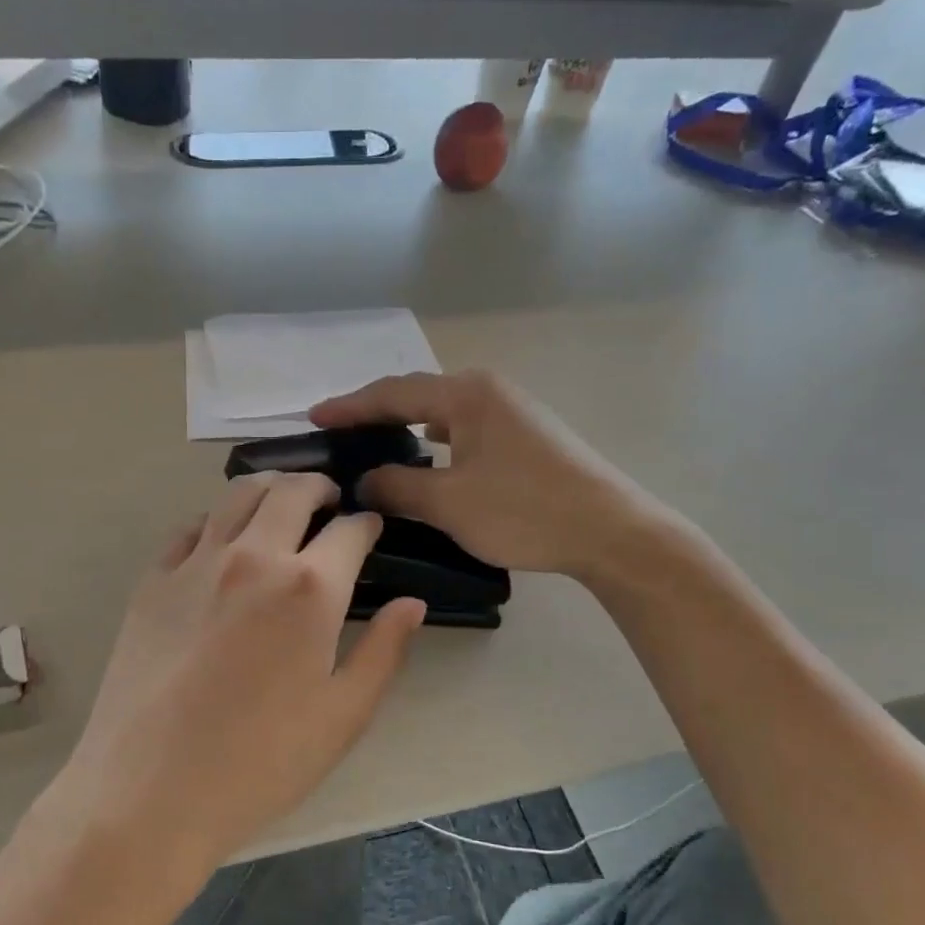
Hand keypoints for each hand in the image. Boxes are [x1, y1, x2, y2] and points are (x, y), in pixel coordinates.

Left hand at [59, 473, 425, 858]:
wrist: (150, 791)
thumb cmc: (261, 762)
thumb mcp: (343, 717)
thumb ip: (383, 651)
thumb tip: (412, 604)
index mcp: (310, 588)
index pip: (349, 531)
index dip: (366, 524)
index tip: (371, 528)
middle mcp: (254, 557)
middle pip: (291, 492)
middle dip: (319, 487)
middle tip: (329, 501)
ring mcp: (195, 564)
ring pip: (237, 496)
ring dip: (269, 490)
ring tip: (280, 506)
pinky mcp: (152, 582)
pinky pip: (189, 529)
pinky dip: (216, 522)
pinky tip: (221, 543)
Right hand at [311, 370, 670, 580]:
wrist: (611, 532)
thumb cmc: (525, 510)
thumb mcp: (450, 503)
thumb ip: (399, 487)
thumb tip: (364, 482)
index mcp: (467, 394)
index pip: (393, 394)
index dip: (349, 407)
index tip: (313, 417)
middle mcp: (488, 392)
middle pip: (417, 396)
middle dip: (374, 413)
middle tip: (338, 433)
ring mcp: (511, 414)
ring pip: (442, 415)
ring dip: (406, 429)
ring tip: (373, 447)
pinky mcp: (524, 438)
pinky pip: (463, 432)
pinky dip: (434, 444)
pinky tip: (425, 463)